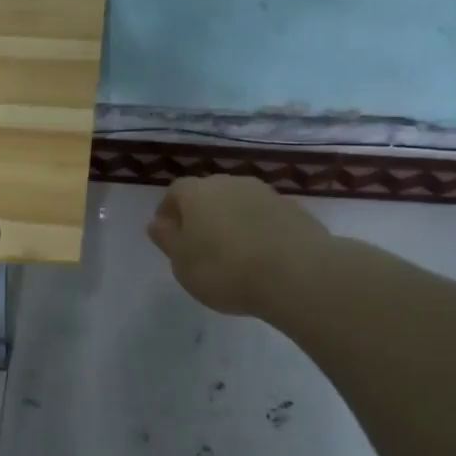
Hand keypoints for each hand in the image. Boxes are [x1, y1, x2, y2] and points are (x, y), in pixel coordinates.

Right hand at [147, 175, 329, 316]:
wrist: (297, 273)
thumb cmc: (225, 269)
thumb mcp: (182, 263)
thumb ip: (167, 240)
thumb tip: (158, 223)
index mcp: (196, 192)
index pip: (175, 191)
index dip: (169, 211)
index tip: (169, 234)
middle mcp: (230, 183)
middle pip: (208, 193)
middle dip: (201, 214)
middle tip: (200, 245)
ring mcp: (265, 193)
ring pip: (239, 203)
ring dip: (232, 221)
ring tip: (234, 253)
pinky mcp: (294, 209)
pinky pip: (265, 216)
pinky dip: (259, 230)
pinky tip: (262, 256)